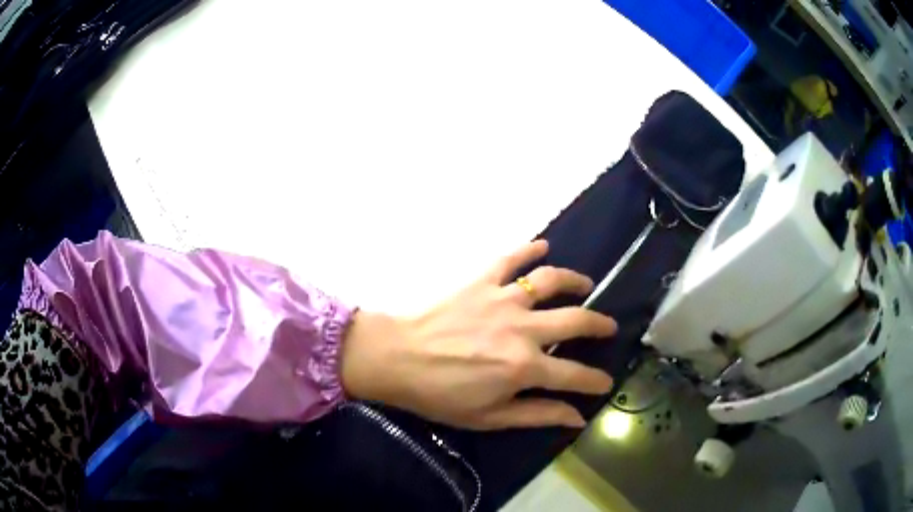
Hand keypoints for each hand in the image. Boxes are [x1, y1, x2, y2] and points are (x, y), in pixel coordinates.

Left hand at [340, 240, 616, 429]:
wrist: (395, 358)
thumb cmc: (440, 395)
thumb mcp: (489, 417)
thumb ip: (537, 414)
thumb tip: (577, 417)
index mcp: (525, 367)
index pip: (575, 374)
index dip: (596, 380)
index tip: (606, 382)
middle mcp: (523, 328)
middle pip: (576, 320)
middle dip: (600, 324)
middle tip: (608, 326)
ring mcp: (503, 299)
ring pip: (551, 280)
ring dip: (574, 280)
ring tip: (586, 284)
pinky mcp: (481, 281)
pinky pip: (511, 258)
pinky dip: (530, 248)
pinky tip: (543, 245)